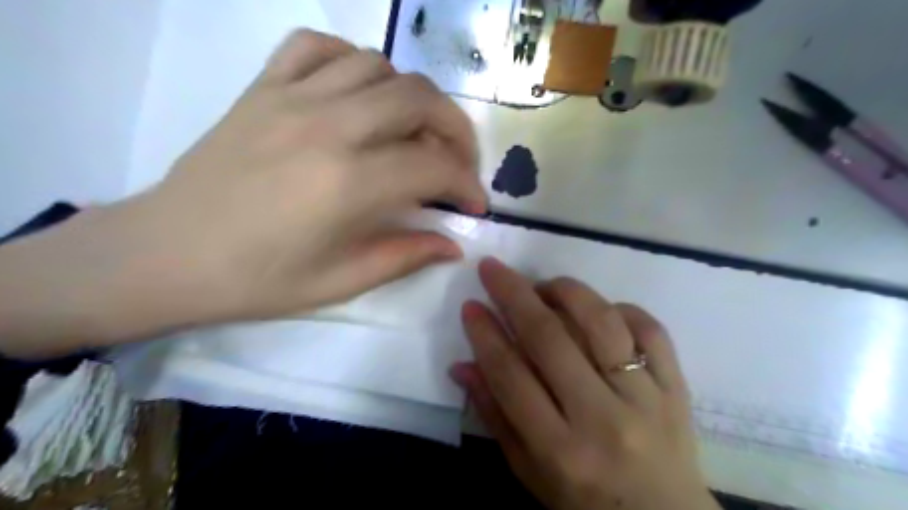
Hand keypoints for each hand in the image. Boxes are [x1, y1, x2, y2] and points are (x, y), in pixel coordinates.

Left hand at [0, 30, 489, 356]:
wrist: (166, 255)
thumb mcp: (341, 282)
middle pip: (419, 98)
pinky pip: (318, 46)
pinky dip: (352, 61)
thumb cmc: (257, 280)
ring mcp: (291, 98)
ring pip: (378, 65)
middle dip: (456, 129)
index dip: (467, 185)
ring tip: (413, 131)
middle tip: (458, 161)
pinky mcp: (262, 88)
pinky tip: (359, 94)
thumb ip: (405, 256)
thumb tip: (454, 245)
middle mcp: (328, 127)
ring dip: (411, 96)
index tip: (474, 205)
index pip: (435, 166)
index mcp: (349, 183)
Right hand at [451, 259, 715, 509]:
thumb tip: (462, 366)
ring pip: (602, 324)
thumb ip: (495, 415)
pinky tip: (600, 310)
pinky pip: (651, 331)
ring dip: (566, 292)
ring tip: (544, 286)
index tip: (471, 305)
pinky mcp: (677, 387)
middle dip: (514, 295)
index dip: (485, 335)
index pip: (511, 376)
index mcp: (560, 450)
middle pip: (551, 340)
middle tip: (493, 269)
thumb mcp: (528, 471)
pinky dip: (621, 308)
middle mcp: (603, 419)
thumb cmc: (584, 501)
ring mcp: (647, 399)